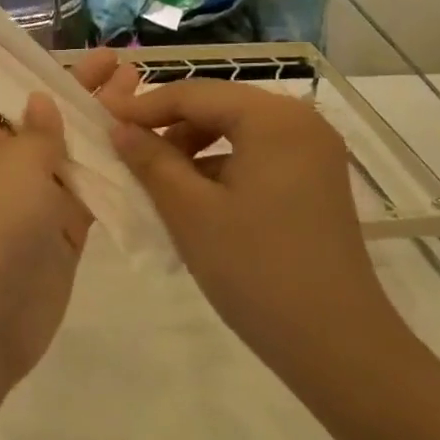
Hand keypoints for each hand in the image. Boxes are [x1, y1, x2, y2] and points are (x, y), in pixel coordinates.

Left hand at [0, 48, 129, 402]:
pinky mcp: (57, 233)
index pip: (3, 89)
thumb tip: (42, 100)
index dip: (41, 70)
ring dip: (103, 129)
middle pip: (43, 117)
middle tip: (126, 65)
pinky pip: (87, 193)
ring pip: (70, 154)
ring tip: (144, 96)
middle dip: (82, 93)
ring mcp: (28, 200)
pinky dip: (112, 173)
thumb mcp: (12, 164)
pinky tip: (145, 149)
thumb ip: (38, 128)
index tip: (81, 53)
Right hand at [109, 80, 400, 372]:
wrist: (337, 345)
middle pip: (218, 106)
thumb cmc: (257, 270)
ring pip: (236, 130)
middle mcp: (300, 120)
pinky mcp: (316, 181)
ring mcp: (314, 151)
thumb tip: (119, 128)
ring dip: (193, 148)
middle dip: (169, 126)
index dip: (144, 107)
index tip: (102, 121)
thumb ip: (151, 160)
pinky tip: (195, 199)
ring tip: (156, 180)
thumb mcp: (190, 211)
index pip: (194, 93)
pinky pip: (257, 155)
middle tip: (126, 152)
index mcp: (273, 117)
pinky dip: (221, 167)